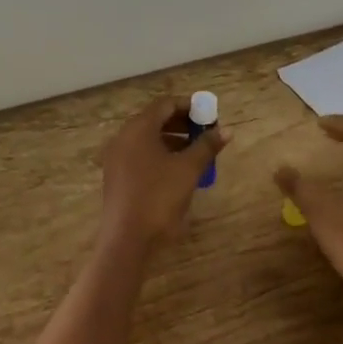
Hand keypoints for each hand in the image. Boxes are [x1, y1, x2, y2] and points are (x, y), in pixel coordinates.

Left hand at [99, 96, 227, 255]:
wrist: (127, 239)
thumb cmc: (159, 197)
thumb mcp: (189, 170)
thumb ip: (207, 146)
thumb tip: (226, 130)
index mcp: (138, 129)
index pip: (165, 104)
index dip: (189, 106)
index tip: (209, 116)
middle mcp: (123, 137)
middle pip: (155, 119)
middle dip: (182, 123)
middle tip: (205, 133)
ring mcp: (116, 158)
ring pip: (147, 139)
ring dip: (172, 140)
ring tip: (196, 152)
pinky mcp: (116, 176)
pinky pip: (140, 155)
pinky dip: (159, 154)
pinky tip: (177, 170)